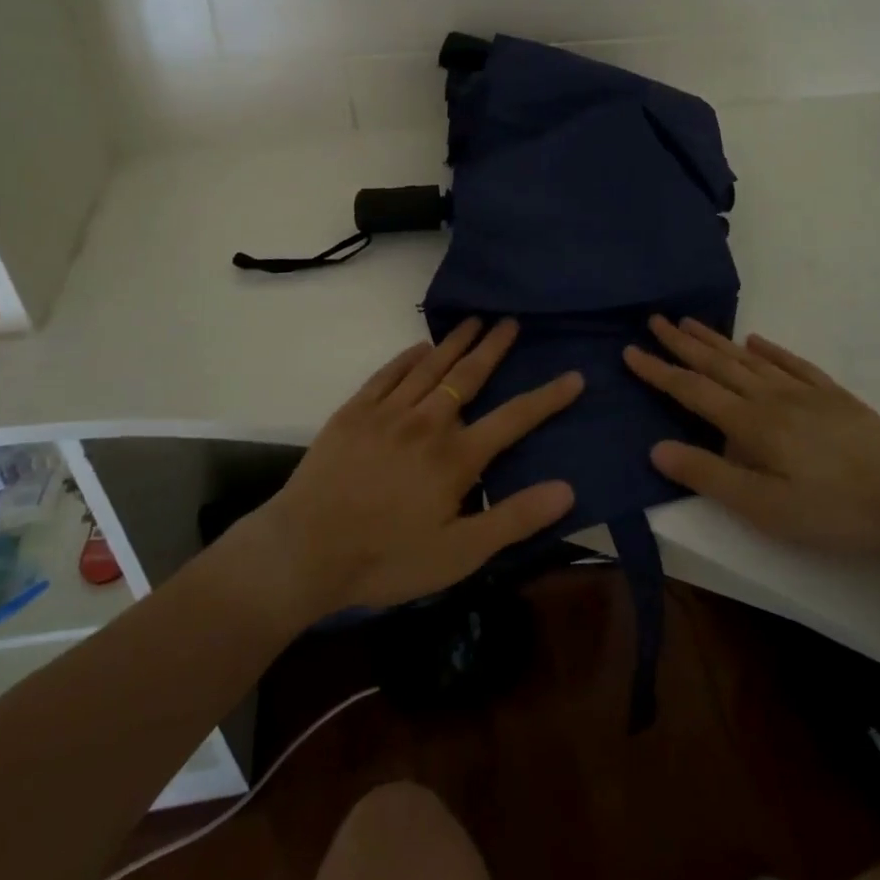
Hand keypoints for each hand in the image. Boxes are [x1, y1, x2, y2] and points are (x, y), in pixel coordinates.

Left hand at [247, 317, 580, 620]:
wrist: (305, 549)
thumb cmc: (386, 559)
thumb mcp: (458, 555)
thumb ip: (514, 520)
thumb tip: (567, 488)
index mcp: (456, 457)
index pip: (514, 419)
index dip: (548, 398)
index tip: (574, 376)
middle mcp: (428, 422)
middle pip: (470, 375)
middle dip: (494, 347)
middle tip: (511, 321)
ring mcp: (389, 412)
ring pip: (431, 366)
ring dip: (456, 342)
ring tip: (474, 320)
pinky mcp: (355, 411)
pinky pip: (388, 373)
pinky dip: (408, 356)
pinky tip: (419, 347)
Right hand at [624, 316, 879, 557]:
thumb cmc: (834, 511)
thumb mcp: (765, 508)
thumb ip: (710, 475)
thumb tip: (656, 447)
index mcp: (751, 423)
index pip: (692, 391)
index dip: (659, 372)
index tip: (630, 351)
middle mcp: (772, 397)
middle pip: (718, 365)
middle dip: (682, 344)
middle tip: (655, 320)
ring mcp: (805, 392)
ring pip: (750, 359)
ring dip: (717, 340)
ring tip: (691, 323)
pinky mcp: (834, 397)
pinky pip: (793, 363)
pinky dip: (770, 350)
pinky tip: (757, 341)